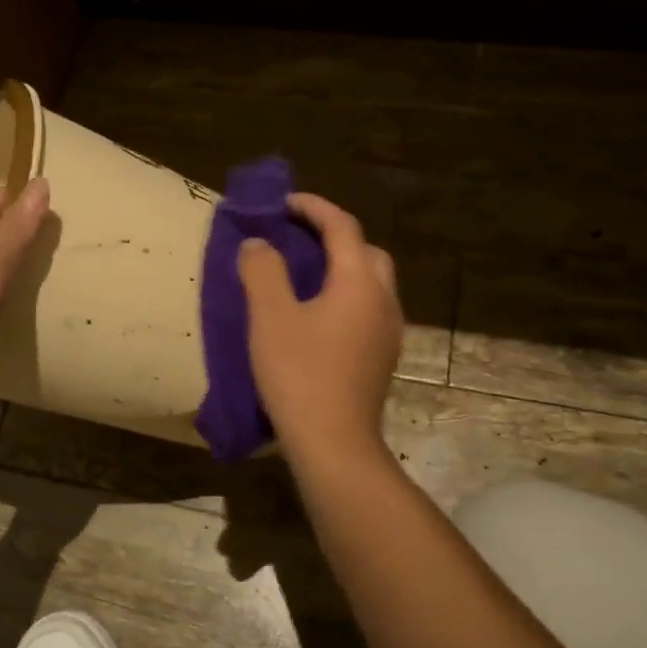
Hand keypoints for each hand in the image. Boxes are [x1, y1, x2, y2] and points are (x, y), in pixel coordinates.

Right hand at [238, 193, 401, 461]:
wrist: (334, 444)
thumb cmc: (300, 375)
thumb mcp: (270, 317)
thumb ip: (262, 270)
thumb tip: (258, 243)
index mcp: (358, 282)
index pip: (342, 226)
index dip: (312, 207)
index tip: (282, 203)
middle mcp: (383, 300)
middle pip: (365, 252)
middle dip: (334, 237)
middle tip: (297, 239)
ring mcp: (388, 332)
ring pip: (370, 282)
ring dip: (342, 268)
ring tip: (303, 276)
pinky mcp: (382, 358)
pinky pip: (367, 309)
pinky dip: (345, 296)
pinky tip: (317, 317)